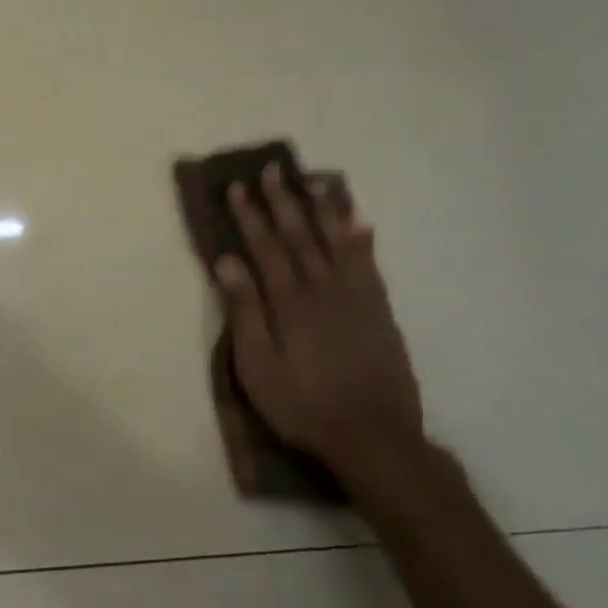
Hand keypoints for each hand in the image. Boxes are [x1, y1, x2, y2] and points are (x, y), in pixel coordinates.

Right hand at [213, 164, 424, 481]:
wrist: (375, 437)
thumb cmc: (303, 405)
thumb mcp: (258, 366)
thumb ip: (244, 311)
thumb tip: (226, 261)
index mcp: (290, 302)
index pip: (266, 247)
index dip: (251, 215)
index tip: (239, 187)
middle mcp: (324, 289)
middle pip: (301, 236)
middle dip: (284, 200)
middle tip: (273, 169)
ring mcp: (357, 298)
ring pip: (338, 242)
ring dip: (324, 209)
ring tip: (315, 181)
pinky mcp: (380, 312)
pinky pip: (370, 265)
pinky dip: (362, 240)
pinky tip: (360, 223)